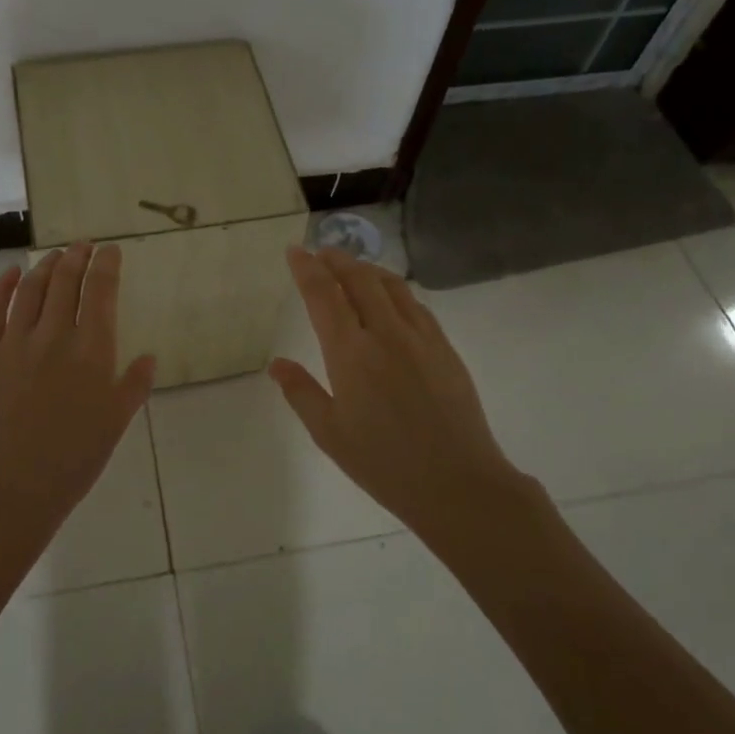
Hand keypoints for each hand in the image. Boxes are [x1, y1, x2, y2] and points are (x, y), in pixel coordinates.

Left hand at [0, 243, 156, 544]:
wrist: (13, 486)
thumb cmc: (74, 459)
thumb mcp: (117, 422)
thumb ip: (134, 385)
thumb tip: (148, 357)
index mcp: (91, 351)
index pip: (100, 292)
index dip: (106, 265)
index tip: (110, 249)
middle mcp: (54, 336)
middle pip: (65, 282)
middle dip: (77, 257)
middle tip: (83, 246)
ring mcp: (14, 343)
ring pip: (30, 289)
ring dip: (45, 266)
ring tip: (55, 255)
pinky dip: (2, 285)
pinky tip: (12, 272)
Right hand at [269, 246, 549, 542]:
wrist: (457, 482)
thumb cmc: (384, 464)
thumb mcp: (330, 434)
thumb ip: (302, 393)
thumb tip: (277, 365)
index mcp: (350, 353)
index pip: (323, 295)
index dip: (307, 268)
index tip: (295, 251)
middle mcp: (385, 333)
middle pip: (359, 279)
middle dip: (337, 259)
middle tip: (322, 252)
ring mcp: (420, 337)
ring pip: (391, 285)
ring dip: (367, 269)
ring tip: (353, 267)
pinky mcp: (444, 348)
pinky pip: (416, 305)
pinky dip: (395, 290)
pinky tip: (391, 299)